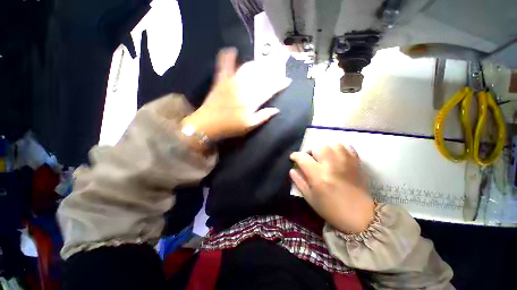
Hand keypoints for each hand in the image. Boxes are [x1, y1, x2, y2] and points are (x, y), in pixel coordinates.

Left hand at [181, 47, 290, 139]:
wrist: (207, 124)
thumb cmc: (230, 127)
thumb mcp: (249, 126)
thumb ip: (263, 117)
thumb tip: (276, 110)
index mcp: (251, 101)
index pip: (269, 89)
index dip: (279, 84)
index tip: (287, 80)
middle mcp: (243, 89)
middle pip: (260, 76)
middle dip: (271, 72)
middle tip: (277, 71)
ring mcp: (231, 82)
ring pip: (247, 68)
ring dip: (257, 65)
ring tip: (263, 65)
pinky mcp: (220, 80)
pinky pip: (224, 65)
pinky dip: (227, 56)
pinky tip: (232, 50)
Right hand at [290, 144, 374, 233]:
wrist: (360, 217)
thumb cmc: (331, 209)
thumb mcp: (310, 198)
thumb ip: (299, 182)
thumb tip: (292, 169)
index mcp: (319, 176)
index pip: (303, 158)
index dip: (295, 155)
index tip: (293, 157)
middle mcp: (332, 166)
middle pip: (318, 147)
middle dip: (310, 150)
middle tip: (309, 157)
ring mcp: (346, 163)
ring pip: (333, 144)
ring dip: (324, 148)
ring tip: (323, 156)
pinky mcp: (356, 164)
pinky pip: (347, 147)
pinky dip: (339, 148)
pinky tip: (335, 155)